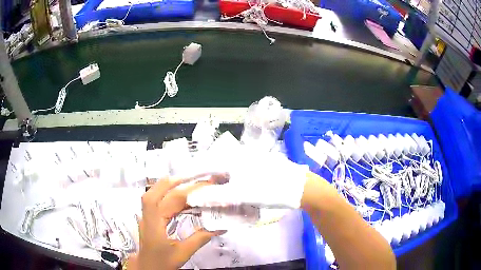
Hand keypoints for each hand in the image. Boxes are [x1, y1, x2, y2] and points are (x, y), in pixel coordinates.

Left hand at [126, 177, 223, 269]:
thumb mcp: (182, 252)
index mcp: (154, 223)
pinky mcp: (149, 218)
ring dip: (172, 186)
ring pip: (156, 194)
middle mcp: (148, 215)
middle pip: (161, 193)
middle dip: (179, 183)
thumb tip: (219, 227)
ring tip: (189, 182)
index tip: (202, 183)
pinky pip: (157, 201)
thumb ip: (199, 239)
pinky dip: (168, 194)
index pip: (169, 199)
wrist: (148, 267)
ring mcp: (147, 215)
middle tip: (198, 179)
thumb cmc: (162, 261)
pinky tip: (178, 195)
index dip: (184, 189)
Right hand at [187, 146, 308, 208]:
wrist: (298, 187)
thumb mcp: (240, 194)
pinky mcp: (251, 167)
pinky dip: (222, 184)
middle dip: (197, 179)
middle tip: (186, 191)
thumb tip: (191, 197)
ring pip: (220, 171)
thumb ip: (214, 196)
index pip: (200, 164)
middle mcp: (235, 155)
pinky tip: (220, 192)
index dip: (186, 174)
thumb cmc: (269, 188)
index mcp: (230, 158)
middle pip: (209, 167)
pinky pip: (230, 175)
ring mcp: (244, 161)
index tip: (173, 182)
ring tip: (200, 193)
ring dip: (210, 182)